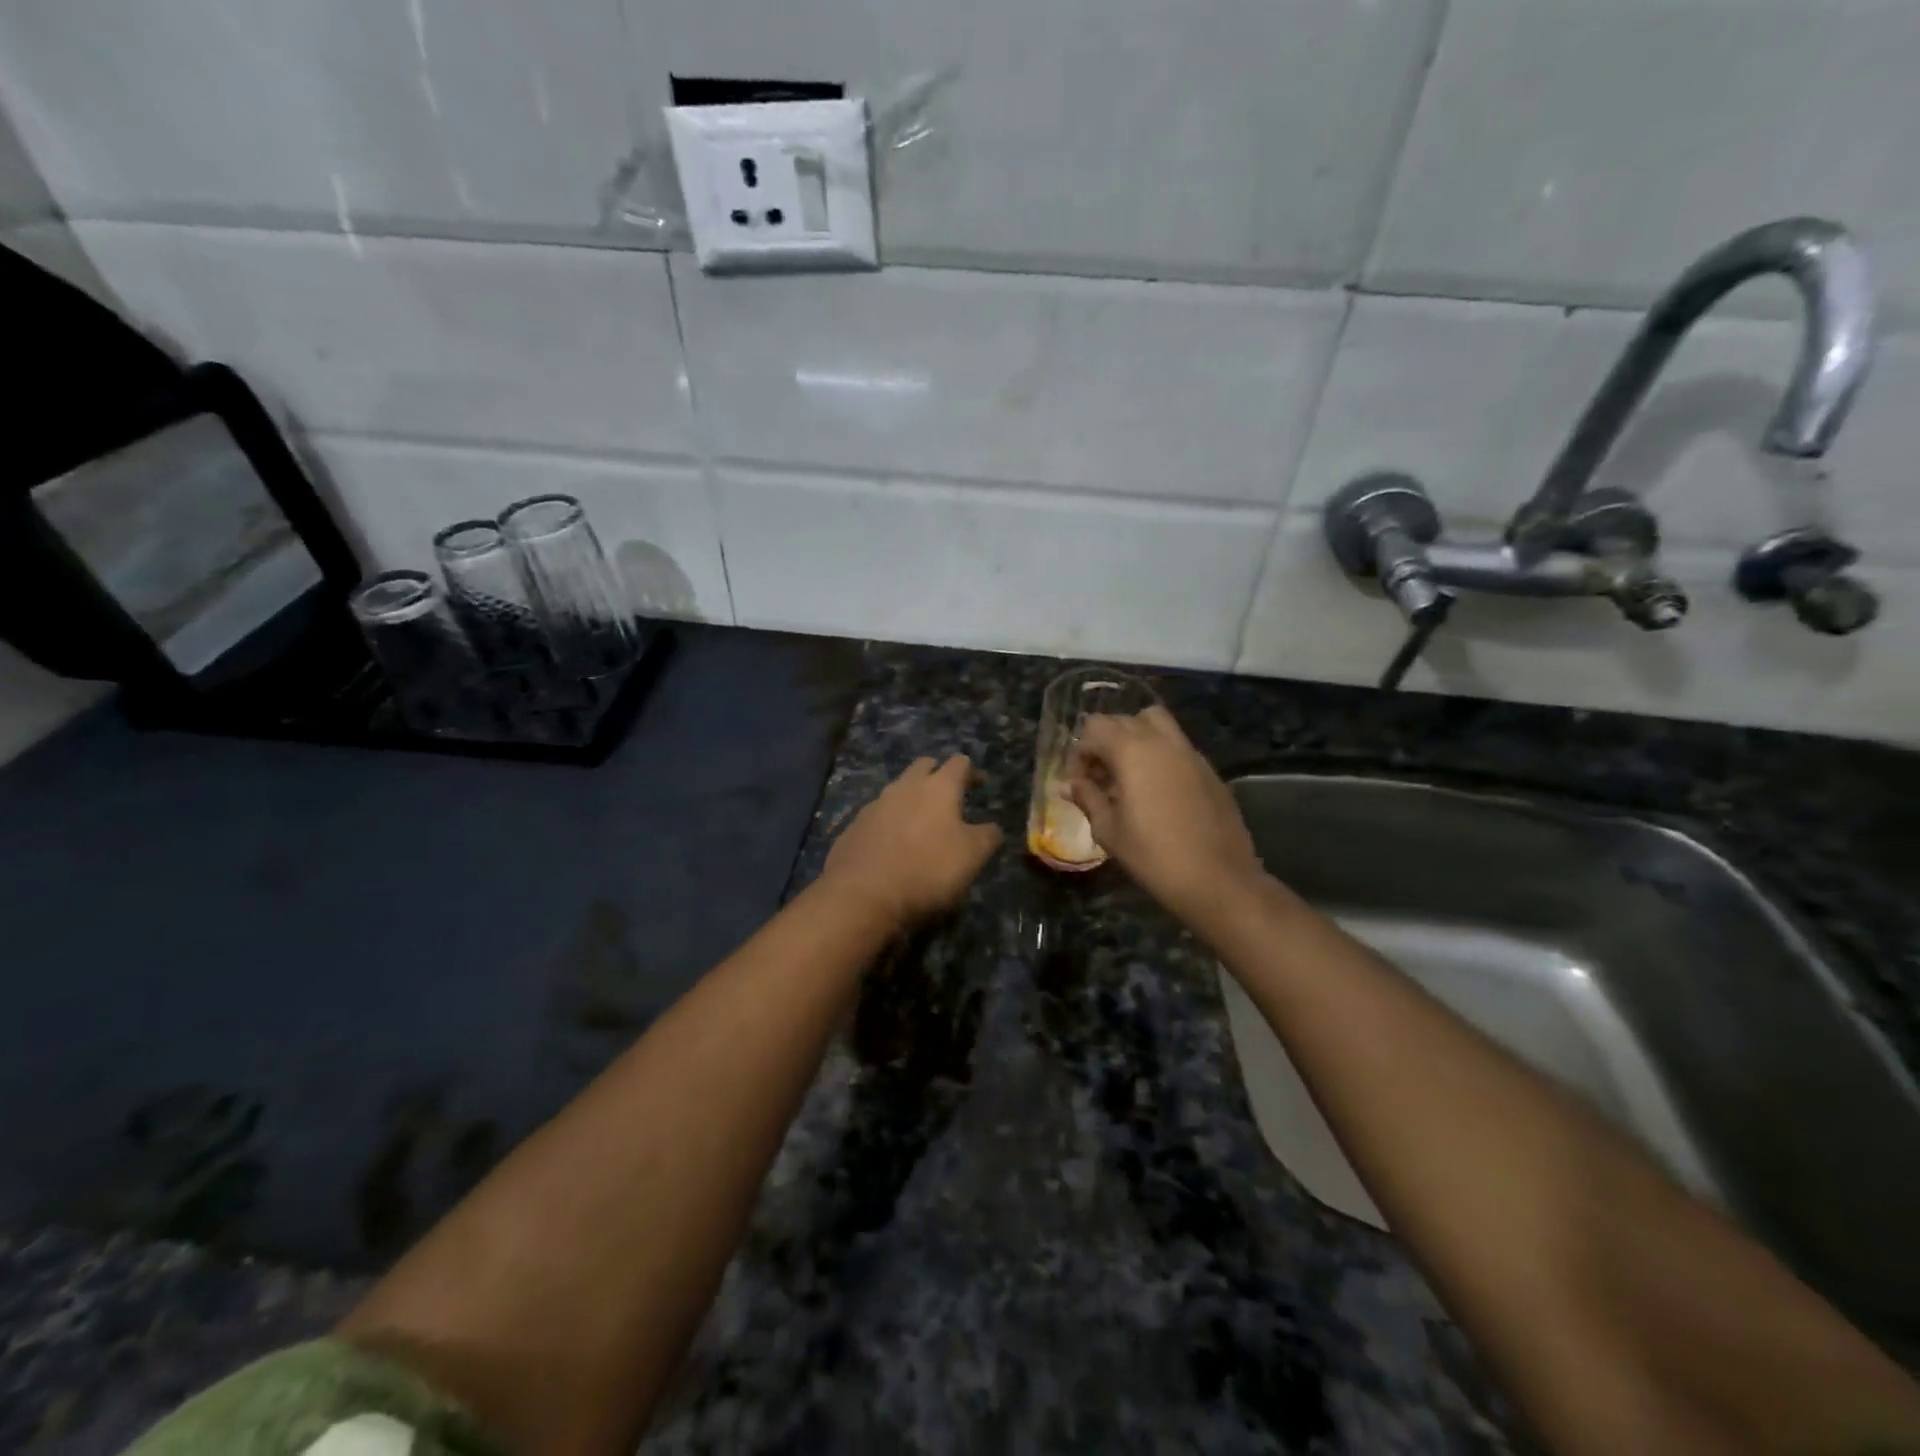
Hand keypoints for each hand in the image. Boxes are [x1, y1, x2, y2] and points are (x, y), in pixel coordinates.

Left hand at [822, 756, 1002, 930]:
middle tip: (949, 795)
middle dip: (937, 774)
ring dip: (912, 798)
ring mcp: (875, 805)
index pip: (959, 763)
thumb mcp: (973, 856)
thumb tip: (991, 827)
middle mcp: (905, 787)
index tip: (980, 784)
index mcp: (938, 787)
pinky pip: (878, 815)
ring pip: (898, 789)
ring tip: (922, 822)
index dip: (972, 772)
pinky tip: (894, 844)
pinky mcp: (854, 826)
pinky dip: (890, 822)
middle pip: (924, 766)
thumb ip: (988, 836)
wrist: (863, 894)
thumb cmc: (928, 869)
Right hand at [1064, 706, 1267, 926]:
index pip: (1095, 728)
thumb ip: (1087, 798)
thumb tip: (1068, 784)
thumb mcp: (1109, 830)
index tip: (1078, 782)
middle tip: (1099, 778)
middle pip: (1125, 720)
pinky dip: (1160, 755)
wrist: (1219, 880)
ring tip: (1128, 776)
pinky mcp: (1209, 770)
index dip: (1080, 752)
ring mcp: (1190, 753)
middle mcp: (1163, 741)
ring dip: (1135, 740)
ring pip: (1156, 724)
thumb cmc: (1154, 856)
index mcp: (1132, 751)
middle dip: (1105, 742)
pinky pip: (1177, 747)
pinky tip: (1157, 792)